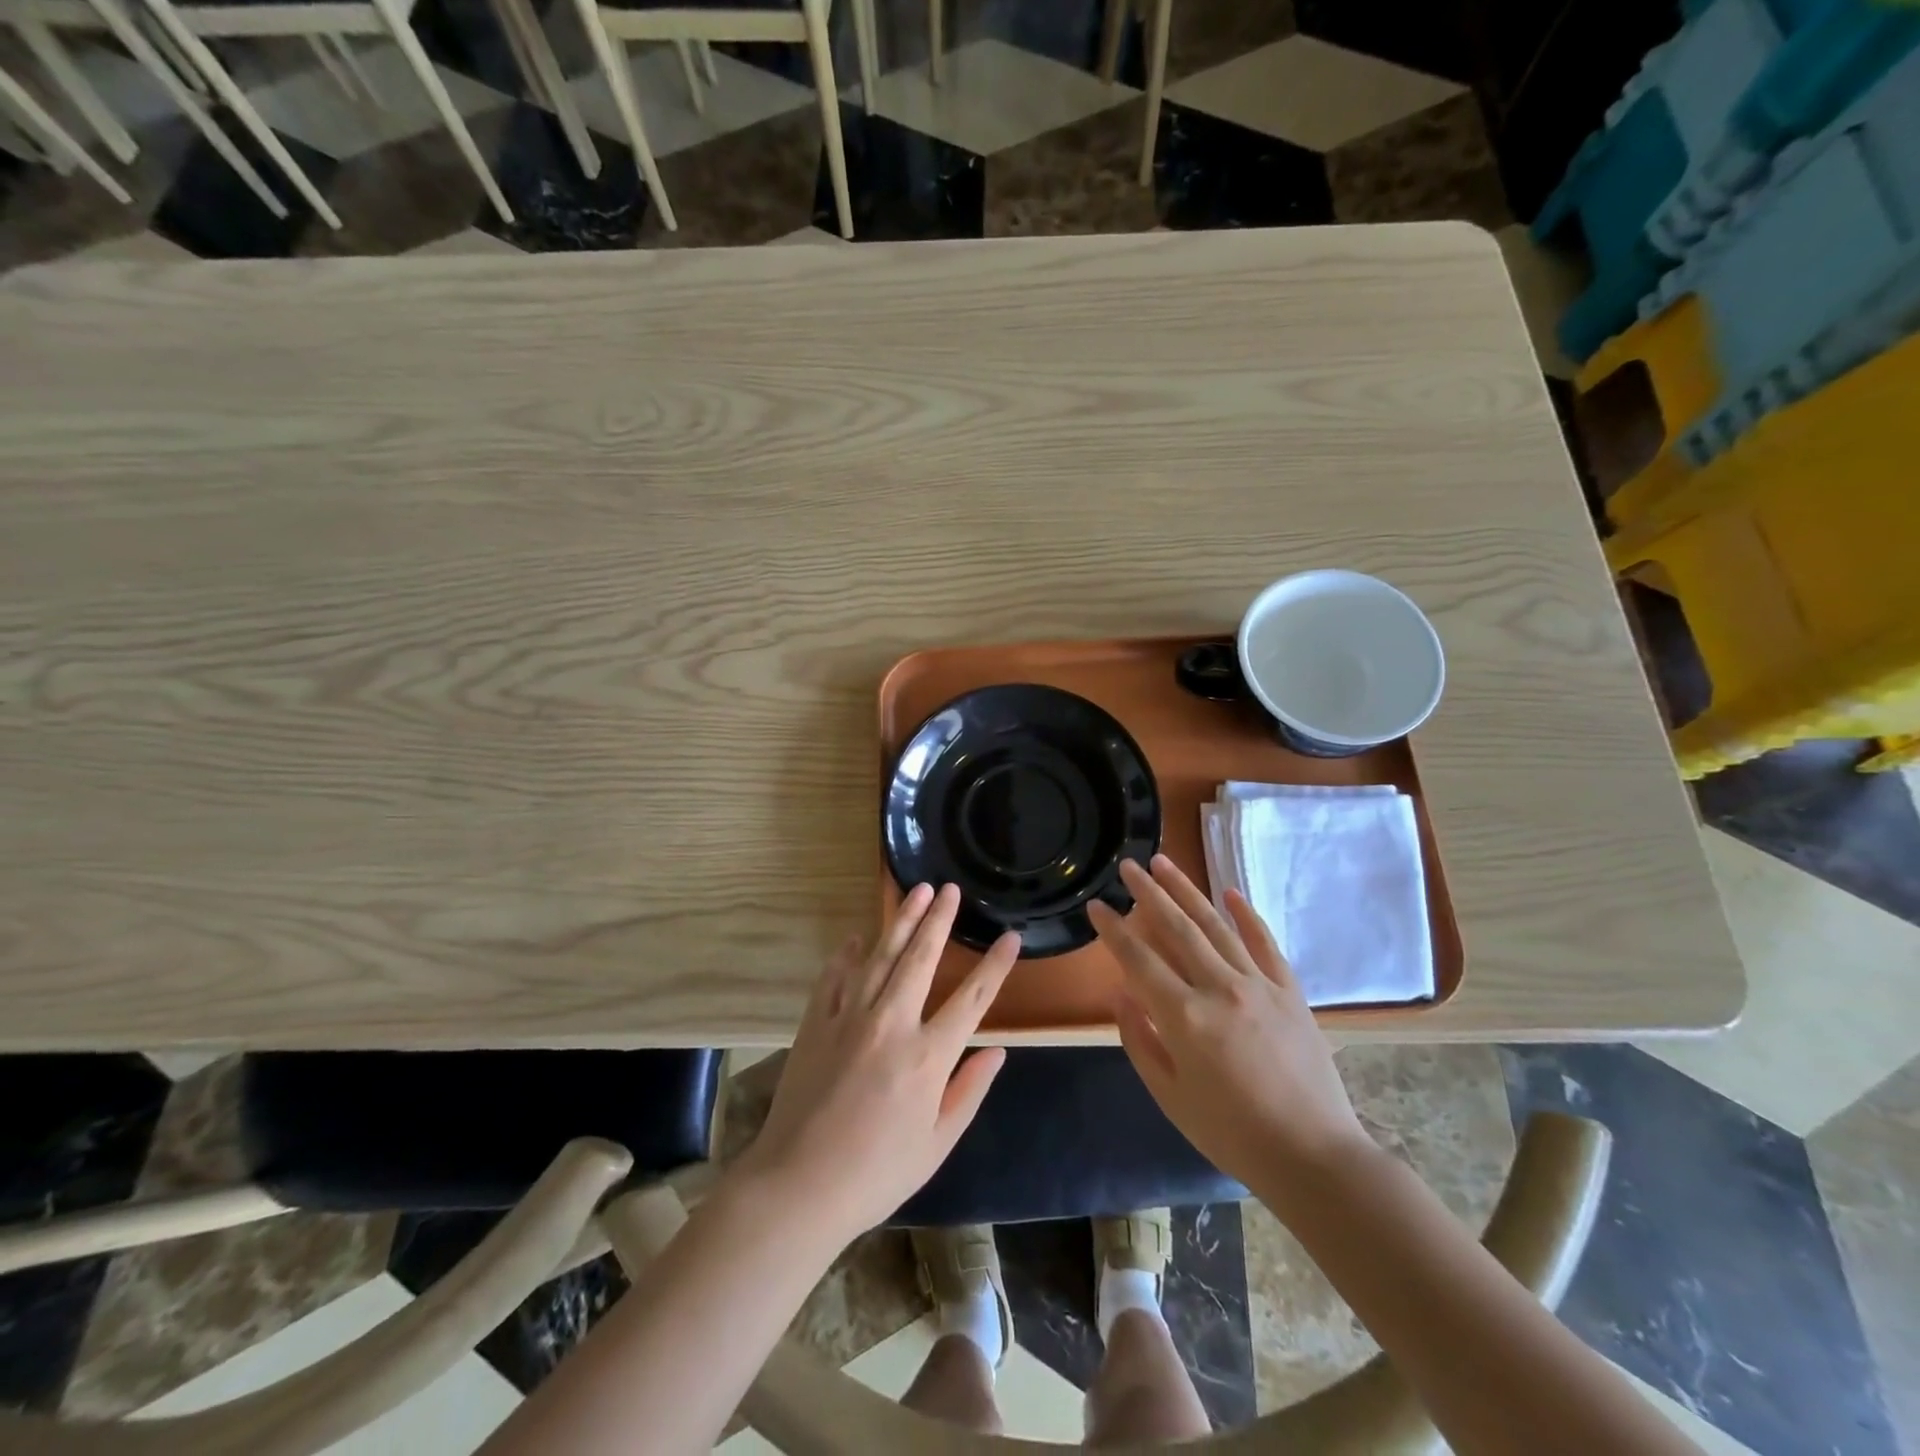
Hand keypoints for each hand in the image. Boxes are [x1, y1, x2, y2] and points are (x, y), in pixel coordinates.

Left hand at [734, 883, 1019, 1245]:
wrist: (798, 1186)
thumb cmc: (877, 1173)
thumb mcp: (937, 1143)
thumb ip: (969, 1091)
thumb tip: (997, 1051)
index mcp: (927, 1056)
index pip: (972, 999)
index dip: (995, 966)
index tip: (1010, 937)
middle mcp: (891, 1024)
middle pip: (921, 958)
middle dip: (939, 919)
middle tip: (950, 889)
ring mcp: (849, 1018)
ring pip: (880, 956)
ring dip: (900, 921)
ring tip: (915, 892)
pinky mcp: (816, 1023)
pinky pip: (834, 977)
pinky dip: (845, 955)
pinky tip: (854, 939)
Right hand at [1088, 855, 1367, 1187]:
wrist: (1313, 1156)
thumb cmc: (1231, 1133)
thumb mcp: (1170, 1095)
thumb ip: (1139, 1040)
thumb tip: (1119, 993)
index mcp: (1185, 1018)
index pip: (1138, 960)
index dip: (1114, 930)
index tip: (1096, 905)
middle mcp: (1220, 989)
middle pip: (1177, 928)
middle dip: (1148, 893)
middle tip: (1128, 865)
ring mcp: (1259, 985)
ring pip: (1216, 926)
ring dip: (1187, 891)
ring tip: (1164, 862)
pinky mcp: (1289, 991)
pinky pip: (1264, 943)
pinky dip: (1246, 916)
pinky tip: (1229, 892)